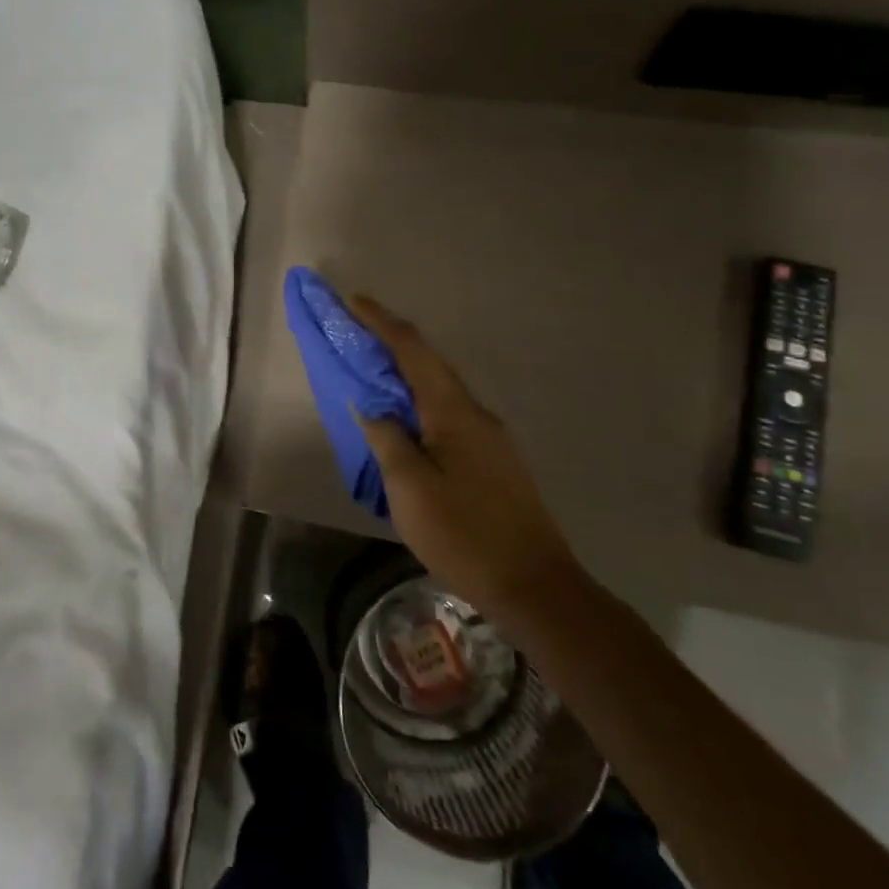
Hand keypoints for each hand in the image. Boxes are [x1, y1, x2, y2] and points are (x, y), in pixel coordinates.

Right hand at [348, 295, 580, 624]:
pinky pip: (447, 416)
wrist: (535, 587)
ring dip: (405, 375)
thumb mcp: (410, 487)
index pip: (413, 350)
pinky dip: (419, 404)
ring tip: (371, 375)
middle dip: (390, 344)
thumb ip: (387, 438)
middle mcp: (475, 413)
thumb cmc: (464, 533)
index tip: (353, 301)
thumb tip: (373, 407)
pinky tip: (404, 424)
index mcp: (453, 411)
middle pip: (428, 364)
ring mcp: (489, 437)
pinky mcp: (493, 461)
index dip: (381, 322)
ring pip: (439, 391)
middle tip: (354, 335)